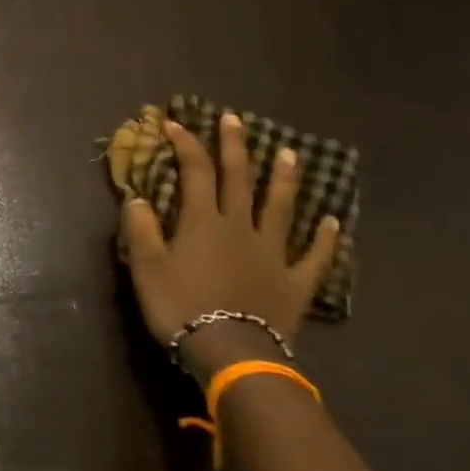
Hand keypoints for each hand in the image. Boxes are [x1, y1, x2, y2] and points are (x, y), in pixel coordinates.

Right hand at [121, 113, 338, 369]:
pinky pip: (313, 256)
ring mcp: (272, 253)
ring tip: (289, 153)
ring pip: (280, 208)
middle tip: (234, 119)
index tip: (174, 123)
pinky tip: (331, 223)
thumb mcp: (146, 267)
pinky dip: (324, 239)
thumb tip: (138, 198)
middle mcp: (240, 227)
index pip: (195, 173)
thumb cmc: (180, 306)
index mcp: (202, 222)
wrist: (230, 350)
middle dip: (234, 147)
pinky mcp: (294, 281)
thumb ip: (141, 229)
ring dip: (283, 179)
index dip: (186, 145)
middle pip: (239, 179)